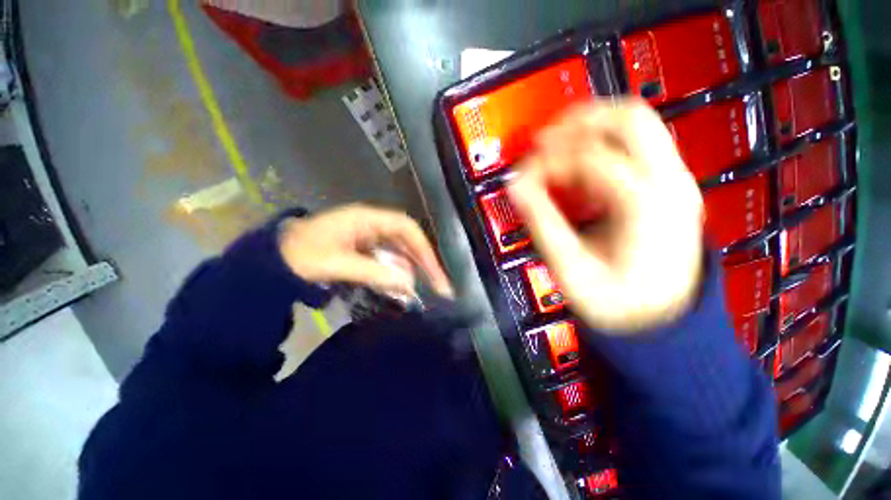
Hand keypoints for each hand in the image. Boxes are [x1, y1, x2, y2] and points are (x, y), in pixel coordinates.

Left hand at [278, 204, 453, 297]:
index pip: (406, 229)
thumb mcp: (334, 264)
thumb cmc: (298, 255)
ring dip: (413, 271)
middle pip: (408, 241)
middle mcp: (372, 226)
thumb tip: (408, 284)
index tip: (435, 275)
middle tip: (439, 288)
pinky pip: (388, 262)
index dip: (424, 250)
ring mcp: (369, 239)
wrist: (270, 260)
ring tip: (426, 293)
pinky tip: (402, 289)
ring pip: (400, 253)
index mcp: (366, 219)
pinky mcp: (364, 252)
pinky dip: (397, 275)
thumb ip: (372, 272)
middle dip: (424, 263)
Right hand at [508, 99, 703, 332]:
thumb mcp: (571, 268)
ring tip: (556, 149)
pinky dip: (601, 146)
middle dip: (578, 121)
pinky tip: (578, 168)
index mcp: (646, 205)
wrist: (660, 320)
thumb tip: (516, 186)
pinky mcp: (667, 188)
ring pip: (637, 124)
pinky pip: (635, 147)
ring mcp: (675, 182)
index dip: (547, 161)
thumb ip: (541, 222)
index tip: (523, 176)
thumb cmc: (618, 303)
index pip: (589, 157)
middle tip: (543, 141)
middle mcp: (670, 183)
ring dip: (590, 128)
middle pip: (630, 116)